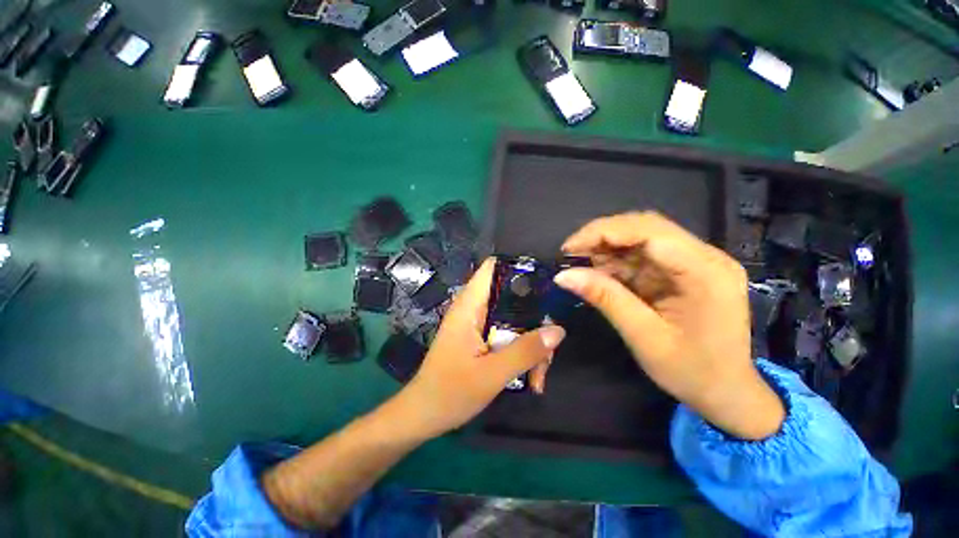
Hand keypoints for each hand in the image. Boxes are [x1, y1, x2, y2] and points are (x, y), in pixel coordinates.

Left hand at [395, 259, 565, 438]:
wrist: (424, 415)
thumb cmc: (450, 392)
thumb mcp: (492, 374)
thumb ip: (525, 351)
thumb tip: (558, 330)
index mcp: (470, 305)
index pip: (493, 267)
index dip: (518, 265)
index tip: (546, 278)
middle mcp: (474, 309)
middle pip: (512, 295)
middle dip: (535, 316)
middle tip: (550, 342)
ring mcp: (478, 324)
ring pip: (514, 318)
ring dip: (531, 341)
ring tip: (539, 372)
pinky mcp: (481, 339)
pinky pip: (508, 334)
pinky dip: (522, 350)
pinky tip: (531, 376)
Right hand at [554, 212, 783, 439]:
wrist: (727, 392)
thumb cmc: (691, 371)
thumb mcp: (643, 336)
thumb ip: (605, 298)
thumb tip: (563, 275)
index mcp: (705, 272)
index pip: (648, 231)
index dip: (603, 233)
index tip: (568, 249)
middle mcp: (706, 257)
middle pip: (646, 226)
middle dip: (602, 235)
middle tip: (571, 254)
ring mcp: (697, 261)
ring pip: (642, 236)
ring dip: (608, 246)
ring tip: (581, 263)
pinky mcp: (685, 270)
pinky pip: (645, 253)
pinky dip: (618, 259)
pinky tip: (600, 271)